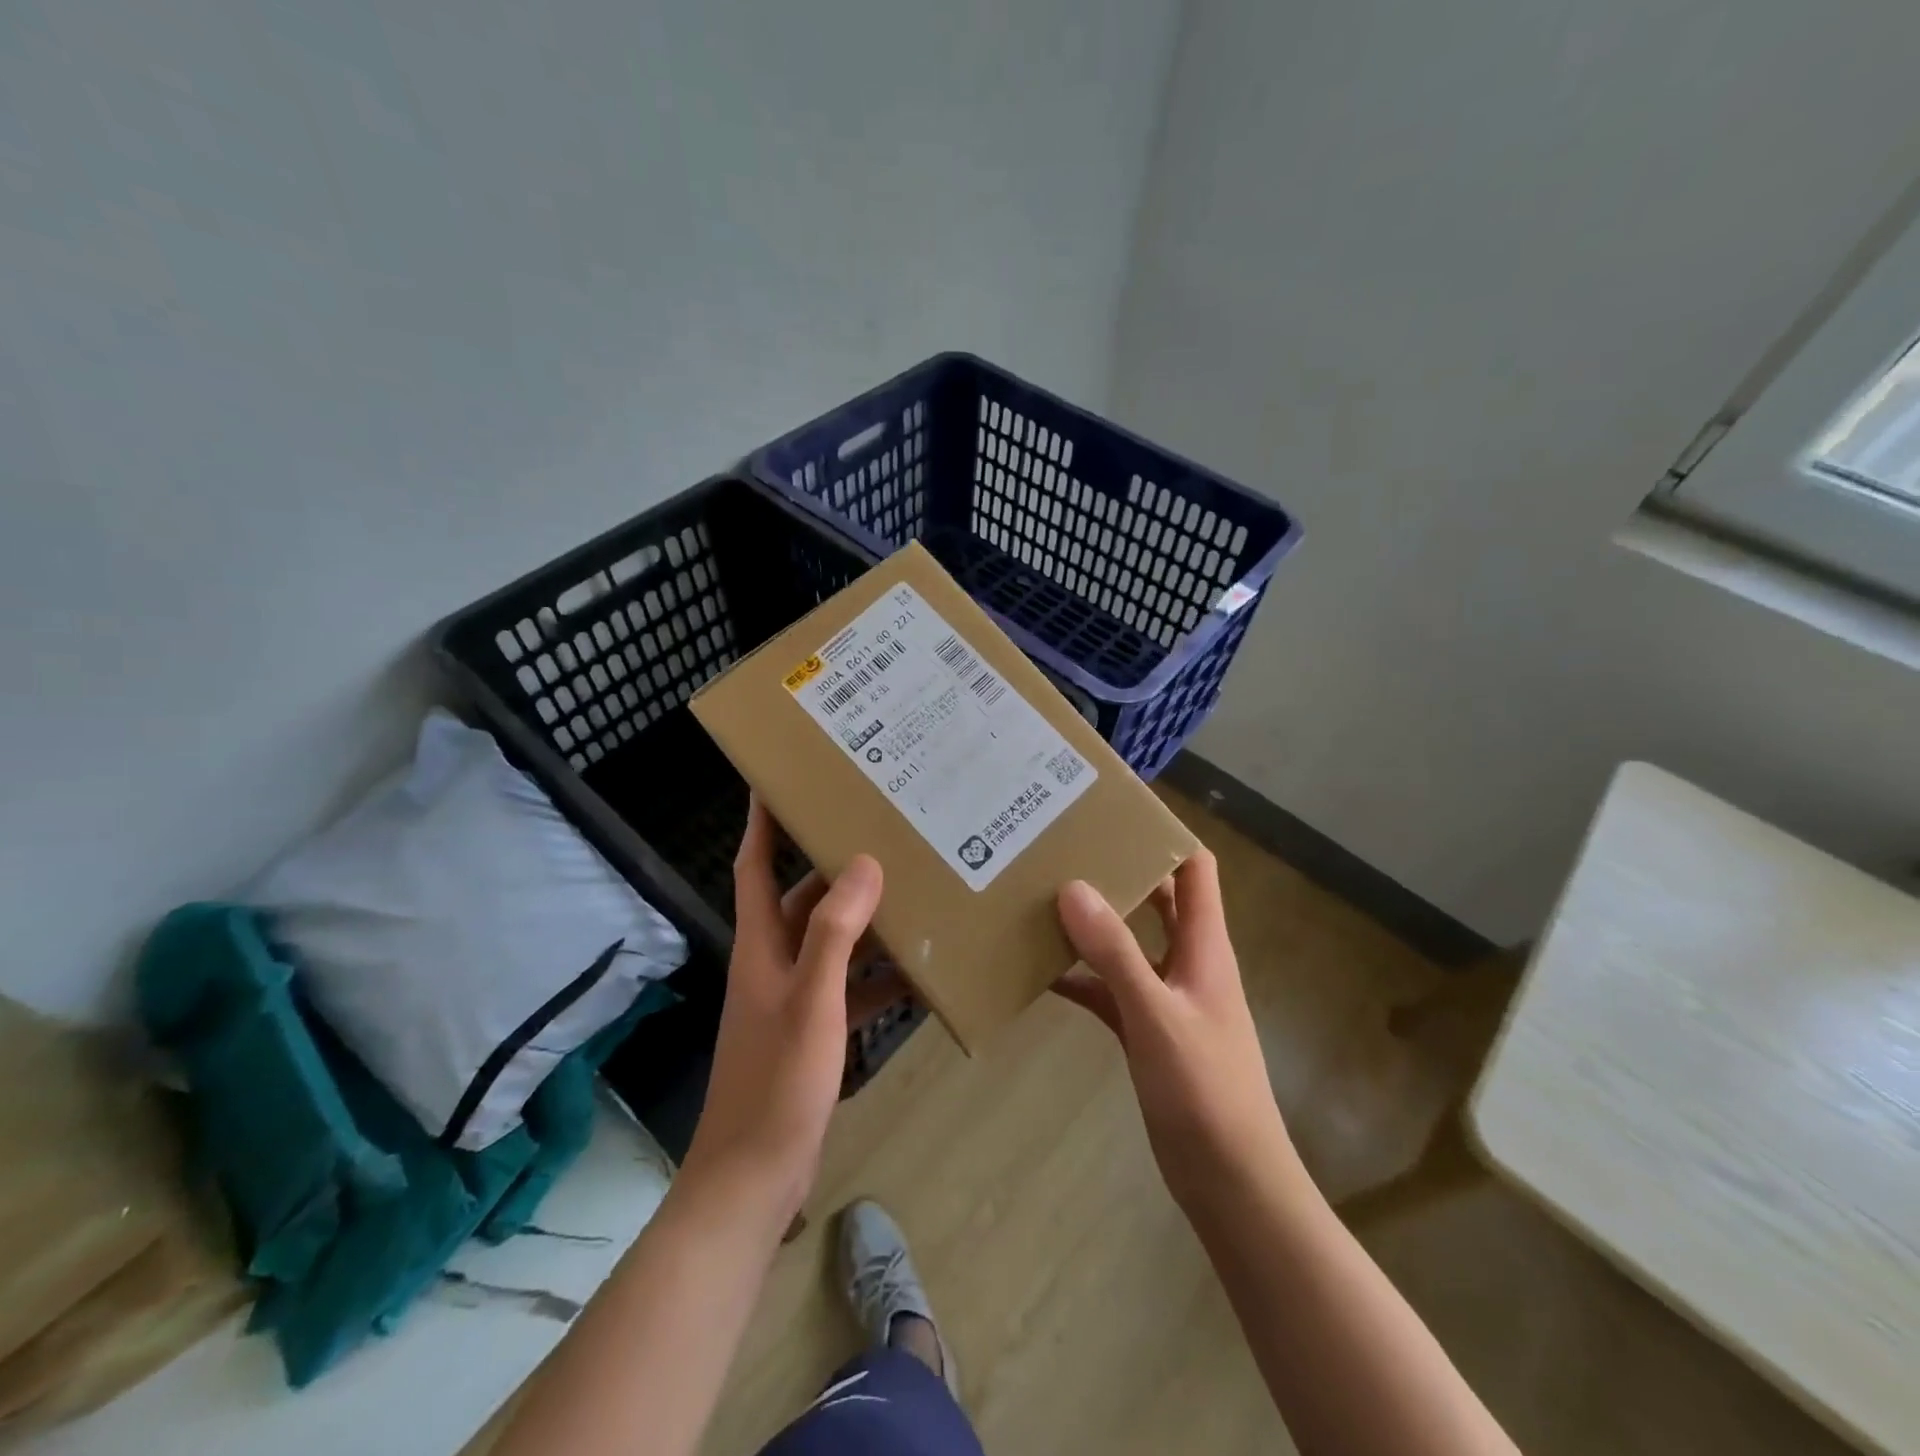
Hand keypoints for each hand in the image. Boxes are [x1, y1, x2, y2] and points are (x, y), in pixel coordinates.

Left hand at [681, 797, 884, 1221]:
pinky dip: (876, 976)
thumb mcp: (813, 1000)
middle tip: (879, 832)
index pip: (755, 866)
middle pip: (803, 898)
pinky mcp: (814, 1031)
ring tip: (911, 890)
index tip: (777, 782)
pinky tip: (917, 971)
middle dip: (834, 866)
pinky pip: (849, 987)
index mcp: (761, 945)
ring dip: (864, 920)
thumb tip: (862, 864)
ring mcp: (795, 998)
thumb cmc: (777, 1081)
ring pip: (832, 942)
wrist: (755, 1177)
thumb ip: (835, 931)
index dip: (762, 823)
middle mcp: (774, 962)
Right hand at [1054, 848, 1293, 1210]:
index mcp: (1204, 946)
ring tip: (1042, 896)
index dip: (1165, 836)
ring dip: (1093, 923)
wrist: (1229, 1181)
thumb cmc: (1205, 1091)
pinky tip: (1040, 971)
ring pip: (1127, 943)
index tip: (1115, 812)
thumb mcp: (1155, 1015)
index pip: (1195, 869)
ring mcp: (1165, 997)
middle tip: (1065, 847)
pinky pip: (1108, 990)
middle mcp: (1187, 962)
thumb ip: (1115, 952)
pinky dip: (1081, 977)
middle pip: (1155, 899)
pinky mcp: (1146, 1031)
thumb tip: (1074, 886)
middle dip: (1119, 871)